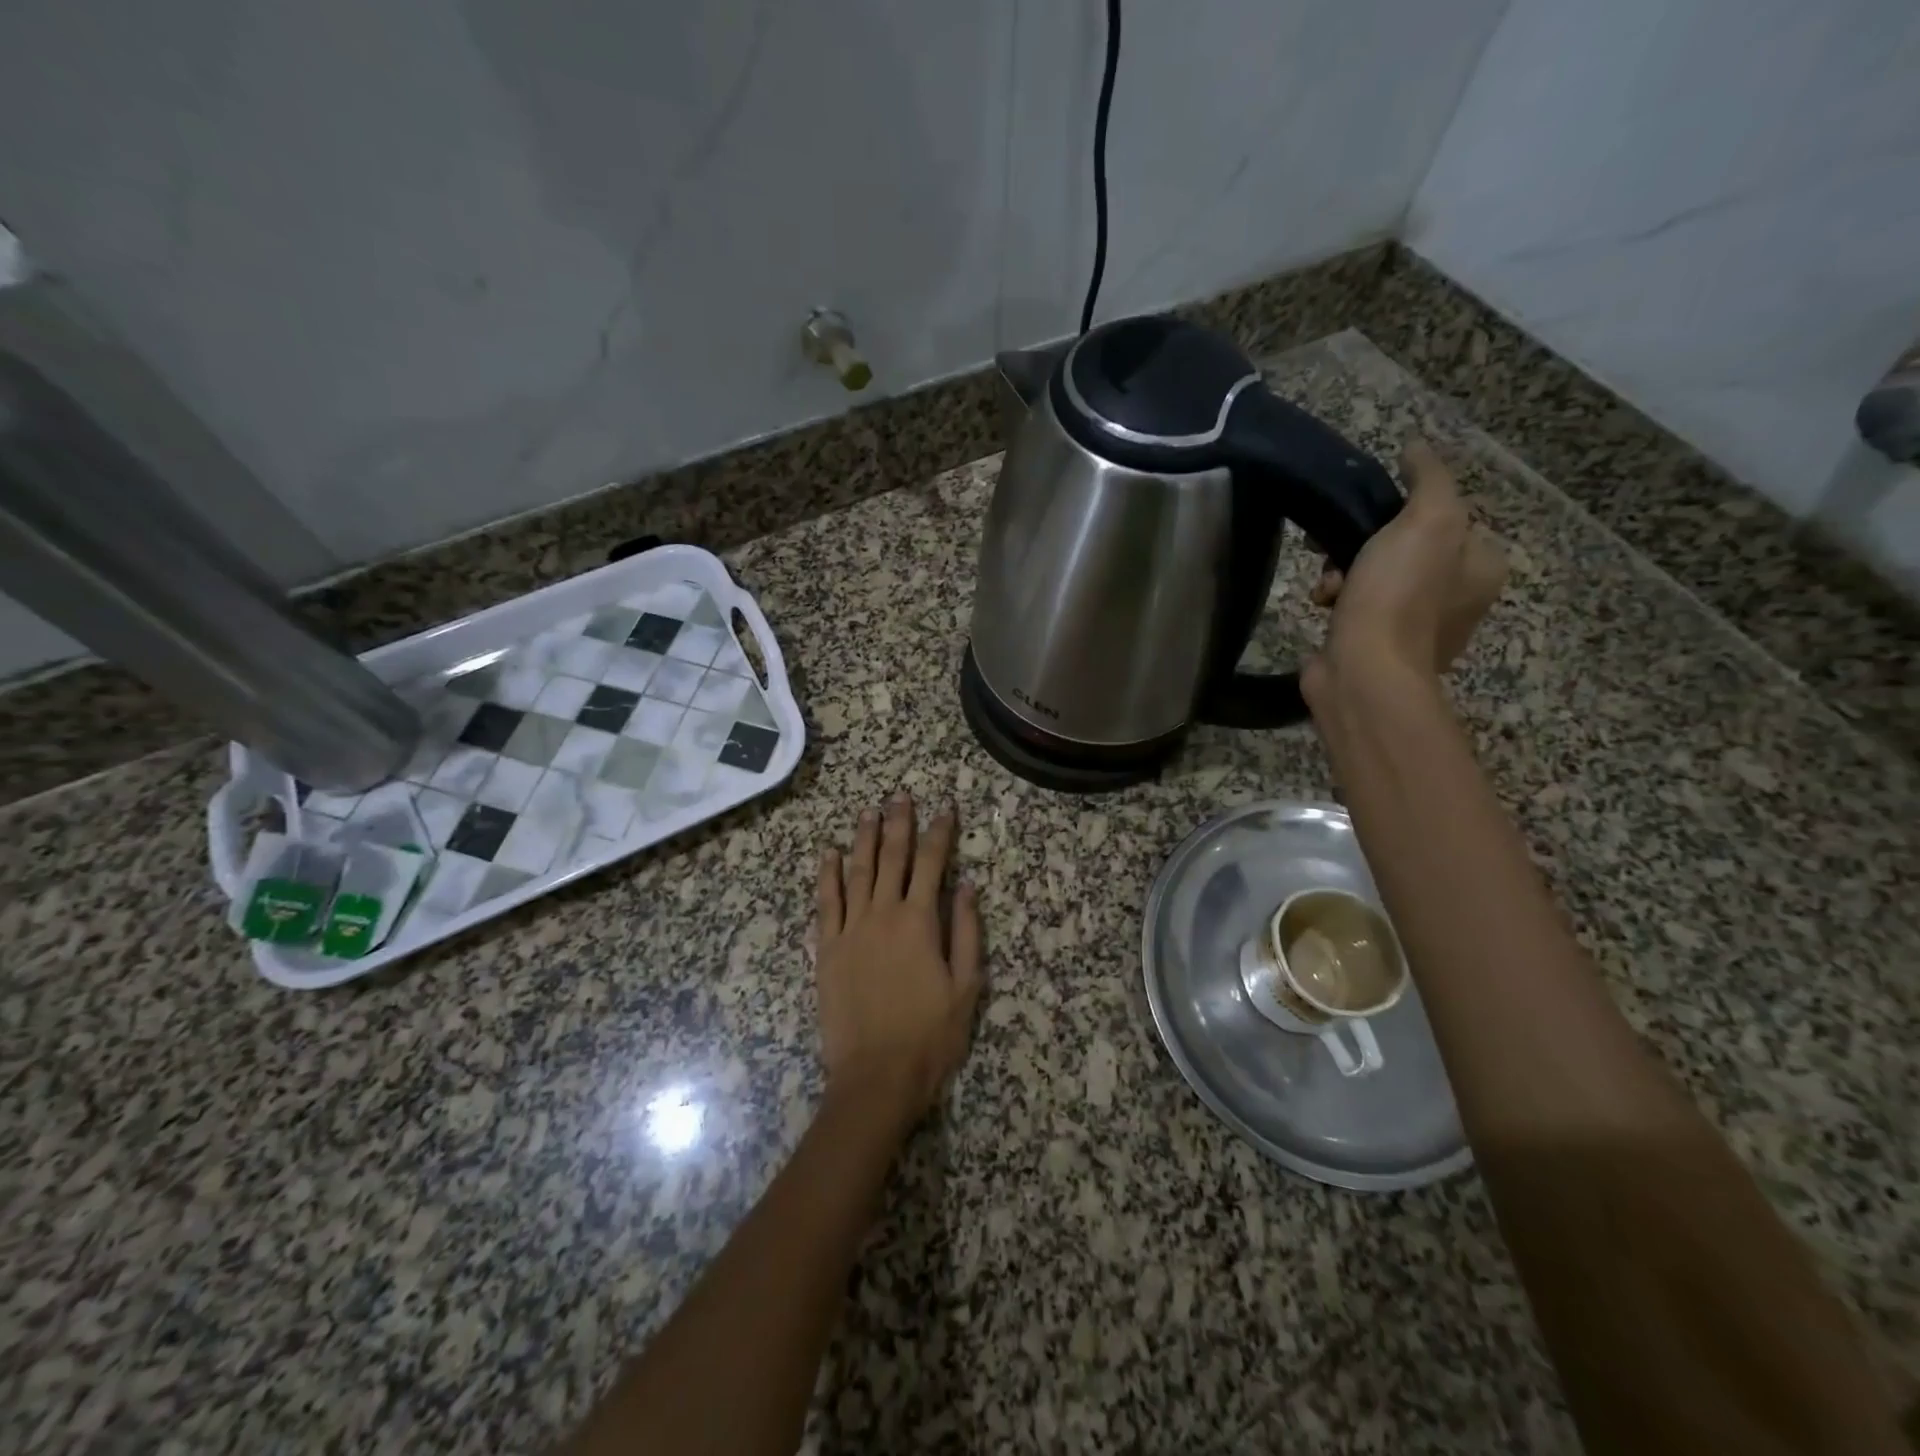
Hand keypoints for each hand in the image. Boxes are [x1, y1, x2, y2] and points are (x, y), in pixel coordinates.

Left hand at [815, 794, 983, 1124]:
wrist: (876, 1077)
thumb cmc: (930, 1035)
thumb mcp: (965, 986)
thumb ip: (965, 931)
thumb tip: (965, 886)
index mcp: (919, 922)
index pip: (932, 864)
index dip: (940, 833)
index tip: (945, 809)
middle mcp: (882, 914)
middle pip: (891, 858)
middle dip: (898, 824)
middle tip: (901, 796)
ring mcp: (850, 929)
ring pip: (857, 871)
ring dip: (863, 838)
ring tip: (868, 812)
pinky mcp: (827, 949)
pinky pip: (826, 902)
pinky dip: (827, 875)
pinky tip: (829, 854)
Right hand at [1305, 439, 1506, 691]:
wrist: (1362, 671)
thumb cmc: (1400, 594)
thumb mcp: (1427, 520)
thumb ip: (1429, 478)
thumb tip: (1417, 447)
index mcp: (1482, 566)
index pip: (1448, 516)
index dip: (1406, 508)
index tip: (1374, 511)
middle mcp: (1456, 596)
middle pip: (1404, 545)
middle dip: (1365, 543)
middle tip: (1341, 548)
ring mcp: (1415, 627)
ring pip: (1373, 575)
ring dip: (1343, 572)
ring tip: (1328, 585)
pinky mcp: (1376, 646)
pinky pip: (1355, 608)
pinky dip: (1337, 601)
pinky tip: (1322, 605)